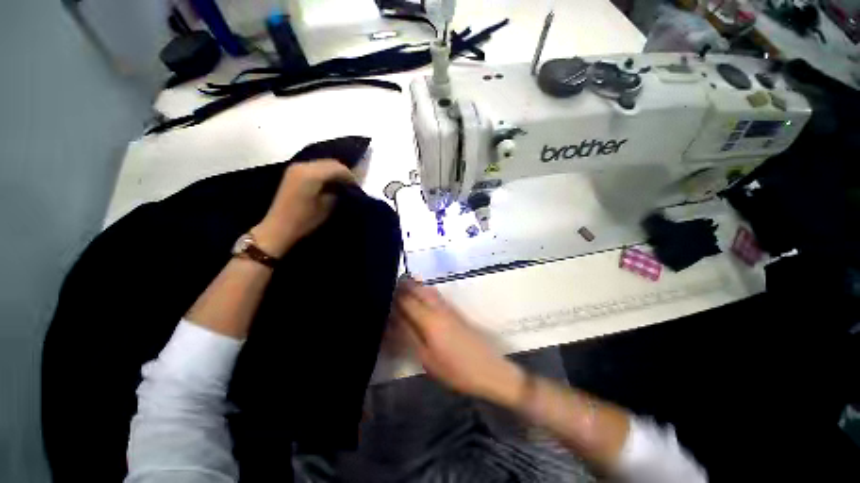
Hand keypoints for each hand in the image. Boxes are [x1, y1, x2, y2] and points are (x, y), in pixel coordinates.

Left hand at [253, 160, 354, 257]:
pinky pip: (314, 167)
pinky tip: (329, 184)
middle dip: (343, 173)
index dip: (350, 176)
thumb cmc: (305, 220)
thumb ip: (338, 192)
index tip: (357, 187)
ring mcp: (296, 167)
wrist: (279, 227)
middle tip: (351, 185)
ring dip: (333, 172)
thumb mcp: (327, 206)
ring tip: (342, 185)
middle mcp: (303, 166)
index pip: (338, 168)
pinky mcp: (293, 172)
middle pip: (330, 162)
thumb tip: (345, 186)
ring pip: (322, 163)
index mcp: (312, 174)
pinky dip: (324, 173)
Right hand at [392, 279, 525, 406]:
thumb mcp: (427, 358)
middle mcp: (439, 308)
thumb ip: (410, 337)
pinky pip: (437, 295)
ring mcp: (449, 308)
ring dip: (416, 286)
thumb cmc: (456, 370)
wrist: (489, 369)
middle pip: (419, 290)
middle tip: (392, 287)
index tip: (383, 292)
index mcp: (430, 320)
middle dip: (405, 286)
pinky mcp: (456, 312)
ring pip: (429, 290)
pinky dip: (426, 291)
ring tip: (404, 288)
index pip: (407, 301)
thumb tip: (393, 321)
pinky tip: (421, 297)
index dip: (394, 296)